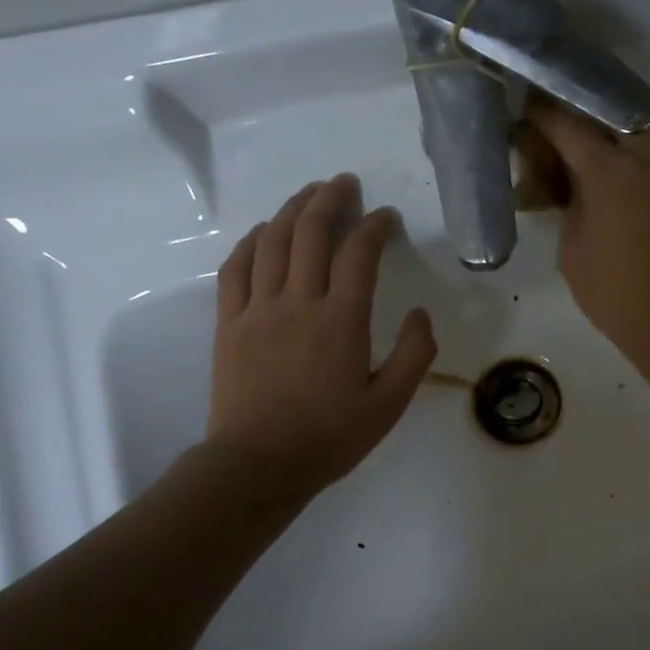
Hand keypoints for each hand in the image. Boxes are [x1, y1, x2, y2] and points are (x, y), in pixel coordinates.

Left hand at [205, 174, 435, 502]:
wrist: (258, 464)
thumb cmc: (330, 437)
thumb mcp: (390, 405)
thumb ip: (414, 355)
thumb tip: (420, 313)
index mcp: (342, 321)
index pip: (360, 253)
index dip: (376, 226)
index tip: (387, 218)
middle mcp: (298, 303)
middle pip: (312, 232)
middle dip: (331, 200)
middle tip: (346, 184)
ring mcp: (257, 309)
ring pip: (274, 241)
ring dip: (293, 209)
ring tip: (309, 193)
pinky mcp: (229, 322)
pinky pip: (236, 267)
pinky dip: (252, 240)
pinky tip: (265, 231)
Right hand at [517, 96, 649, 365]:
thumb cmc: (613, 292)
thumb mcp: (572, 251)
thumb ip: (571, 207)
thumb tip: (573, 185)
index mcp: (606, 172)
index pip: (568, 126)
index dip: (544, 115)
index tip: (530, 111)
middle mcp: (645, 158)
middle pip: (615, 110)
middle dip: (589, 109)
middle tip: (573, 124)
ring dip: (641, 118)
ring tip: (625, 138)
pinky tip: (647, 168)